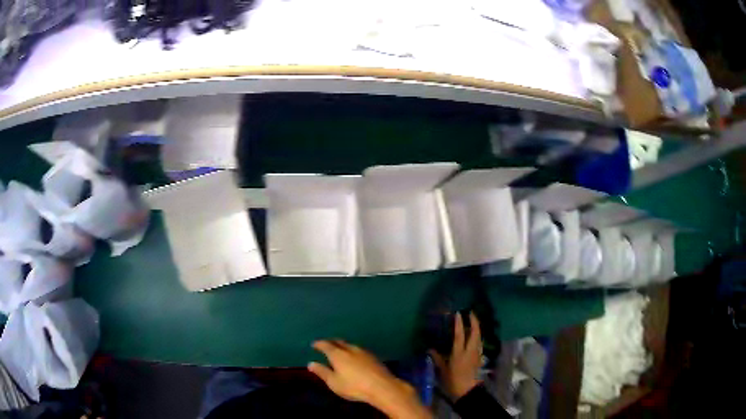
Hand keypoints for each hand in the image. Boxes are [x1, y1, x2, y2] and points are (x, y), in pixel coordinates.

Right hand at [309, 340, 430, 418]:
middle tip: (326, 344)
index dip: (319, 344)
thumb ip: (322, 372)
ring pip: (350, 345)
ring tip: (339, 350)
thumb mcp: (334, 382)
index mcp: (338, 354)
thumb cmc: (354, 386)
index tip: (314, 344)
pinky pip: (358, 350)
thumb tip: (311, 363)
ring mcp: (364, 352)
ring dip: (343, 346)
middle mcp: (350, 349)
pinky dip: (352, 351)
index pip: (326, 345)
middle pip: (339, 342)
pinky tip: (354, 357)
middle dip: (331, 342)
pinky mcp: (374, 357)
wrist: (382, 387)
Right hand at [430, 312, 482, 400]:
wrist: (467, 390)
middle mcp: (470, 351)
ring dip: (477, 328)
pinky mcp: (479, 357)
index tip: (459, 313)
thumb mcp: (442, 370)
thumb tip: (430, 349)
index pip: (460, 335)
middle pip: (475, 333)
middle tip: (471, 313)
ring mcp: (476, 354)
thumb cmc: (452, 381)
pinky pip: (479, 343)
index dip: (459, 324)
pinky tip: (475, 336)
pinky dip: (478, 336)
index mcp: (459, 353)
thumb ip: (437, 358)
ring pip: (479, 337)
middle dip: (474, 322)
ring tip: (473, 321)